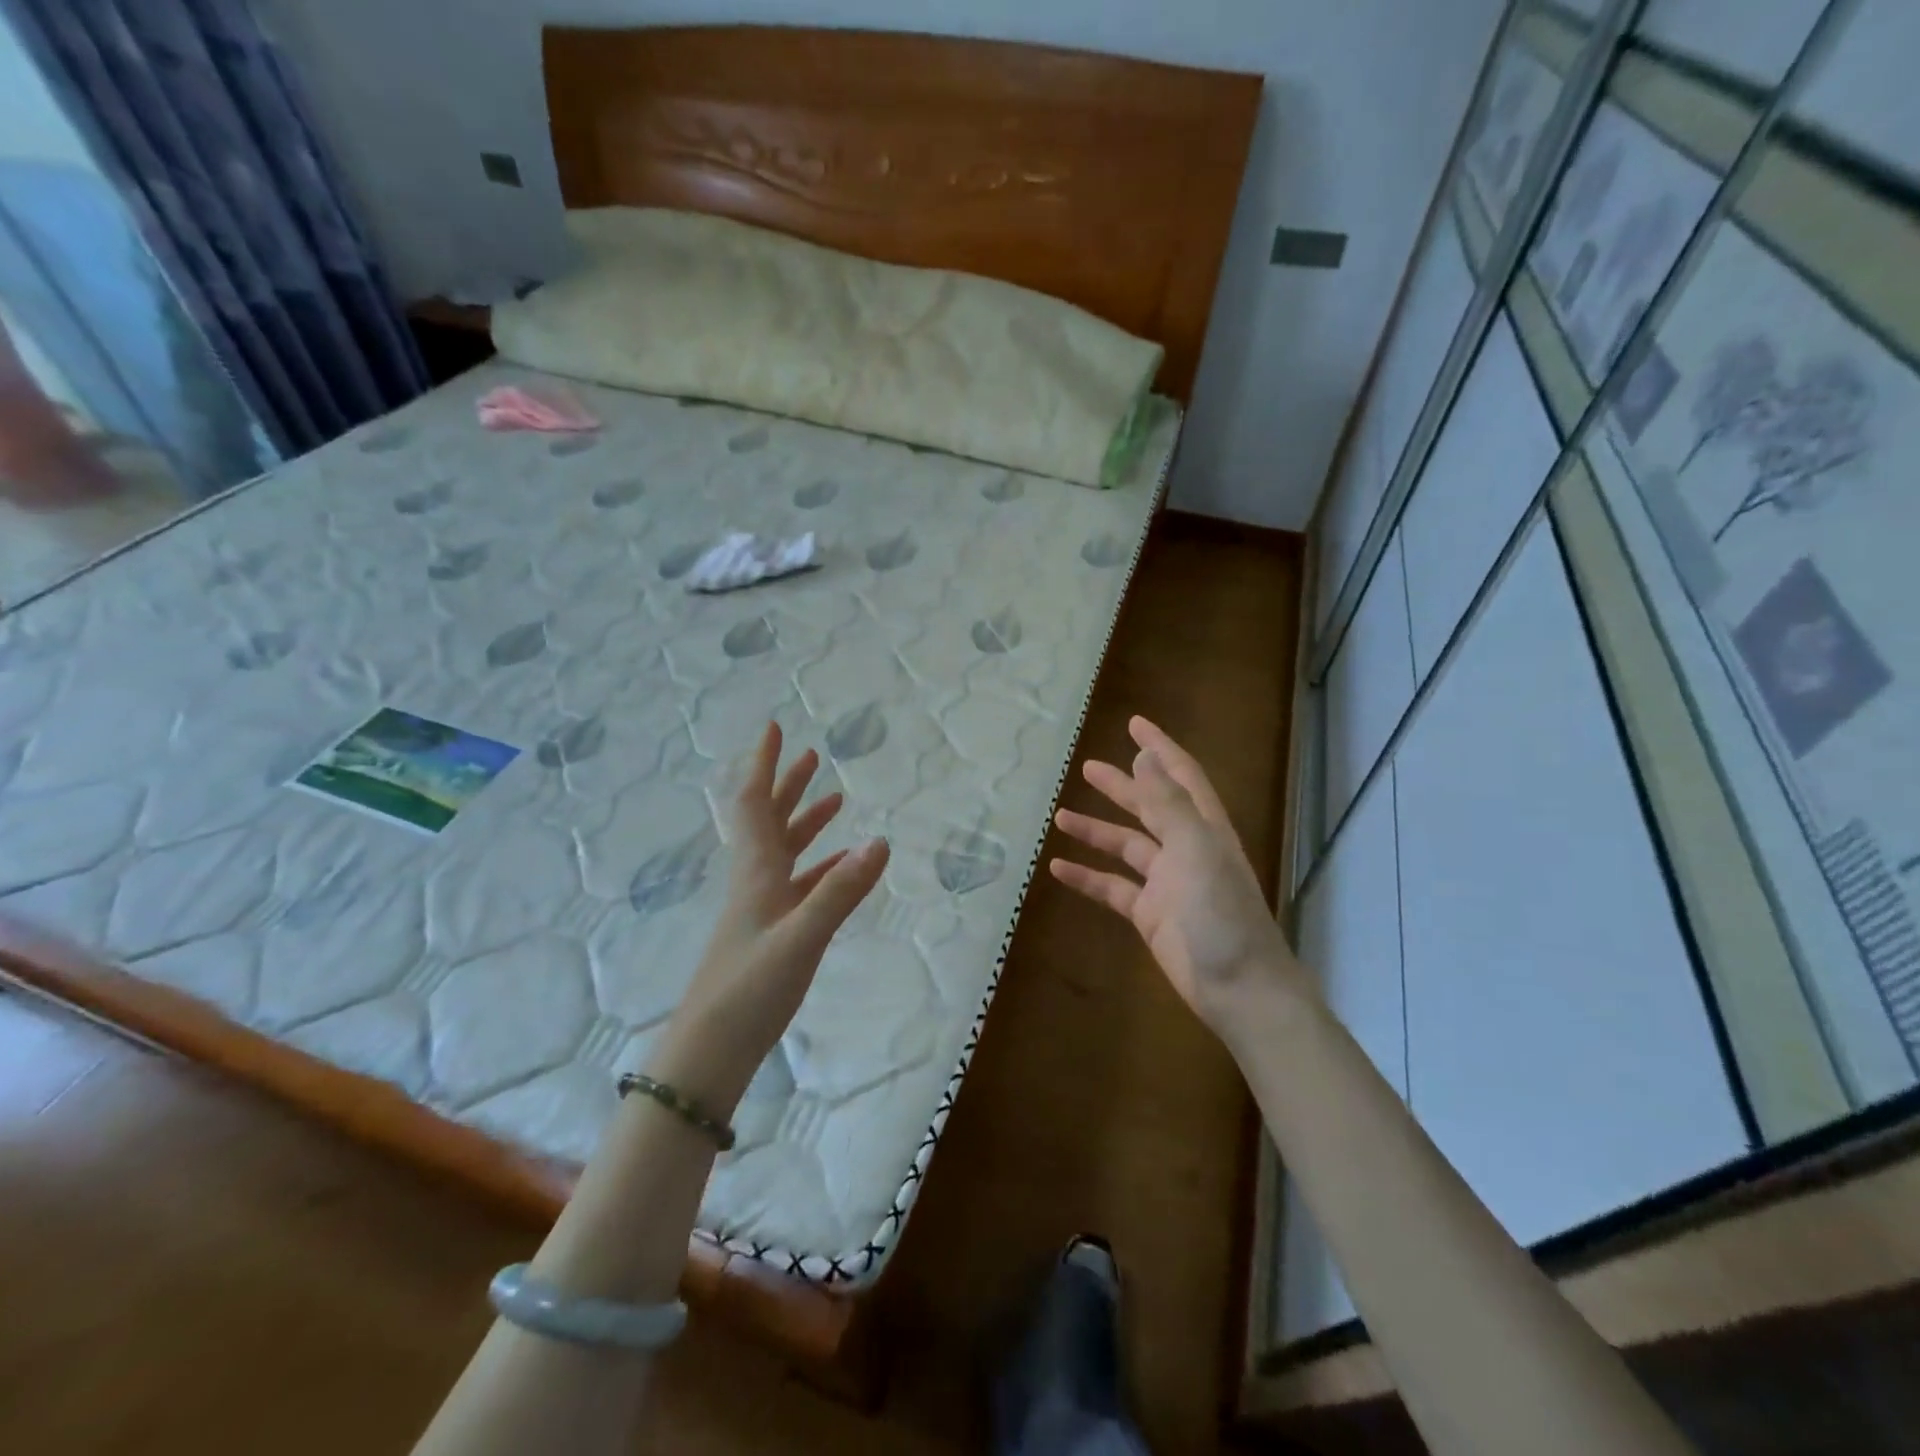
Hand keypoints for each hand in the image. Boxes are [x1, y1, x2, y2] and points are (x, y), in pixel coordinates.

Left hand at [651, 723, 888, 1114]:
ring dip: (805, 822)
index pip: (753, 803)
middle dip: (788, 784)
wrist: (709, 1051)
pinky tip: (841, 868)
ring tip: (834, 800)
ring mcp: (761, 908)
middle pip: (768, 819)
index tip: (773, 728)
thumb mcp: (801, 938)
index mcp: (756, 872)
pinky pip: (798, 885)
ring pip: (784, 851)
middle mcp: (755, 881)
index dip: (763, 764)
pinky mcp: (770, 933)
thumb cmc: (749, 990)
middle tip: (811, 755)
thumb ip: (841, 891)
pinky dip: (820, 867)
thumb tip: (881, 841)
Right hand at [1049, 716, 1304, 1034]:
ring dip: (1096, 831)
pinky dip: (1087, 877)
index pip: (1181, 775)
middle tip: (1087, 767)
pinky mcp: (1149, 914)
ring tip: (1060, 817)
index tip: (1133, 724)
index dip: (1159, 748)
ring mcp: (1166, 882)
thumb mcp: (1195, 848)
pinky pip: (1112, 887)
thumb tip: (1144, 758)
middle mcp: (1186, 849)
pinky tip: (1059, 869)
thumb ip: (1167, 803)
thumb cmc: (1221, 912)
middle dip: (1120, 786)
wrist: (1239, 986)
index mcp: (1204, 828)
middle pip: (1148, 806)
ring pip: (1125, 846)